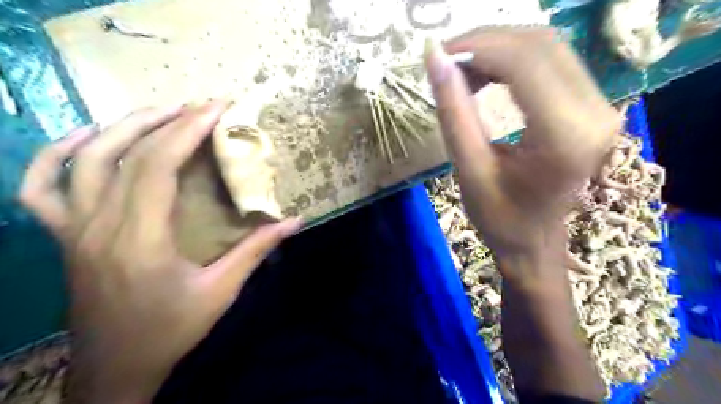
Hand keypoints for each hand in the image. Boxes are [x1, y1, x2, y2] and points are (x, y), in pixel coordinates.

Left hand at [19, 99, 301, 401]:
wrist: (116, 367)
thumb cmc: (172, 328)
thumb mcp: (222, 291)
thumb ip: (257, 250)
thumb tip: (295, 221)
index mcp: (141, 239)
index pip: (157, 166)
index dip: (187, 131)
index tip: (215, 108)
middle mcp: (99, 226)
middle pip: (125, 154)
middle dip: (167, 121)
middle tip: (200, 106)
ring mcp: (72, 229)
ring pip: (83, 159)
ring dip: (122, 127)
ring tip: (160, 112)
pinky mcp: (63, 236)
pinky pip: (41, 186)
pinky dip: (57, 154)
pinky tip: (87, 138)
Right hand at [424, 27, 622, 279]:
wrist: (534, 241)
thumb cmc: (499, 217)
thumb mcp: (469, 169)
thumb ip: (453, 112)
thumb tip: (434, 59)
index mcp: (564, 137)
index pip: (525, 62)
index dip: (478, 47)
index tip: (439, 55)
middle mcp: (594, 113)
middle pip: (539, 45)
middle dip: (485, 43)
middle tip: (446, 61)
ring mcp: (599, 107)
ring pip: (546, 47)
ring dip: (497, 49)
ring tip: (461, 72)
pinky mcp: (591, 106)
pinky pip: (551, 63)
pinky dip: (512, 60)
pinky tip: (485, 76)